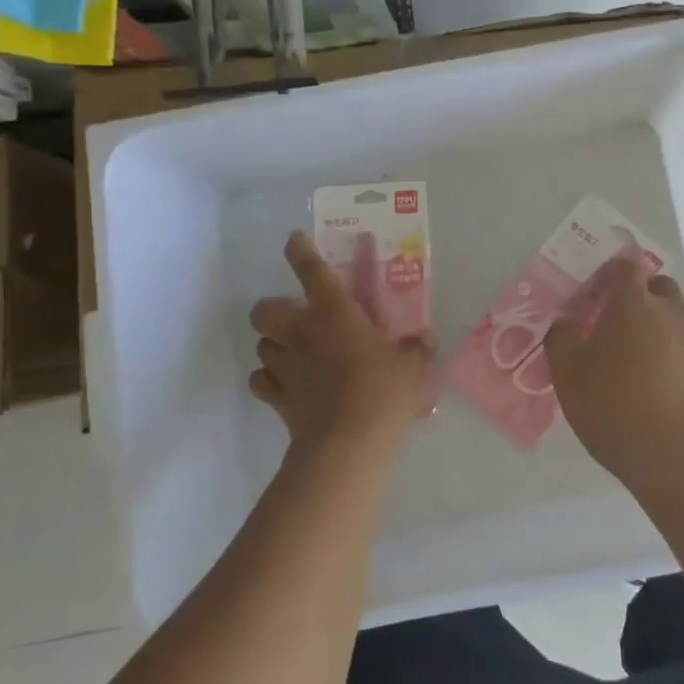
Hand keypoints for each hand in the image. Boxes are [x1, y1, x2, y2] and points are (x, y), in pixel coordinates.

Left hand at [248, 231, 432, 452]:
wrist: (347, 444)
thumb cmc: (383, 392)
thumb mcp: (413, 368)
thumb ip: (416, 350)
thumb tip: (422, 341)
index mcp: (335, 313)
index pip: (312, 271)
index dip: (300, 251)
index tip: (294, 239)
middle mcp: (302, 333)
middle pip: (265, 310)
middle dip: (274, 309)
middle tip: (297, 318)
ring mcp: (285, 367)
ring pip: (261, 345)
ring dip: (274, 345)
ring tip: (295, 353)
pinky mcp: (277, 399)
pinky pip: (261, 381)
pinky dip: (269, 380)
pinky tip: (287, 385)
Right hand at [544, 259, 683, 489]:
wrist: (680, 456)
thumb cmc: (614, 408)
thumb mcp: (567, 376)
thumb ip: (562, 339)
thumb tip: (567, 322)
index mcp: (632, 305)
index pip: (626, 267)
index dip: (613, 274)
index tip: (601, 292)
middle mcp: (673, 312)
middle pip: (661, 288)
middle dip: (645, 299)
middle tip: (625, 331)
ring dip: (669, 331)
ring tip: (653, 368)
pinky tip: (679, 395)